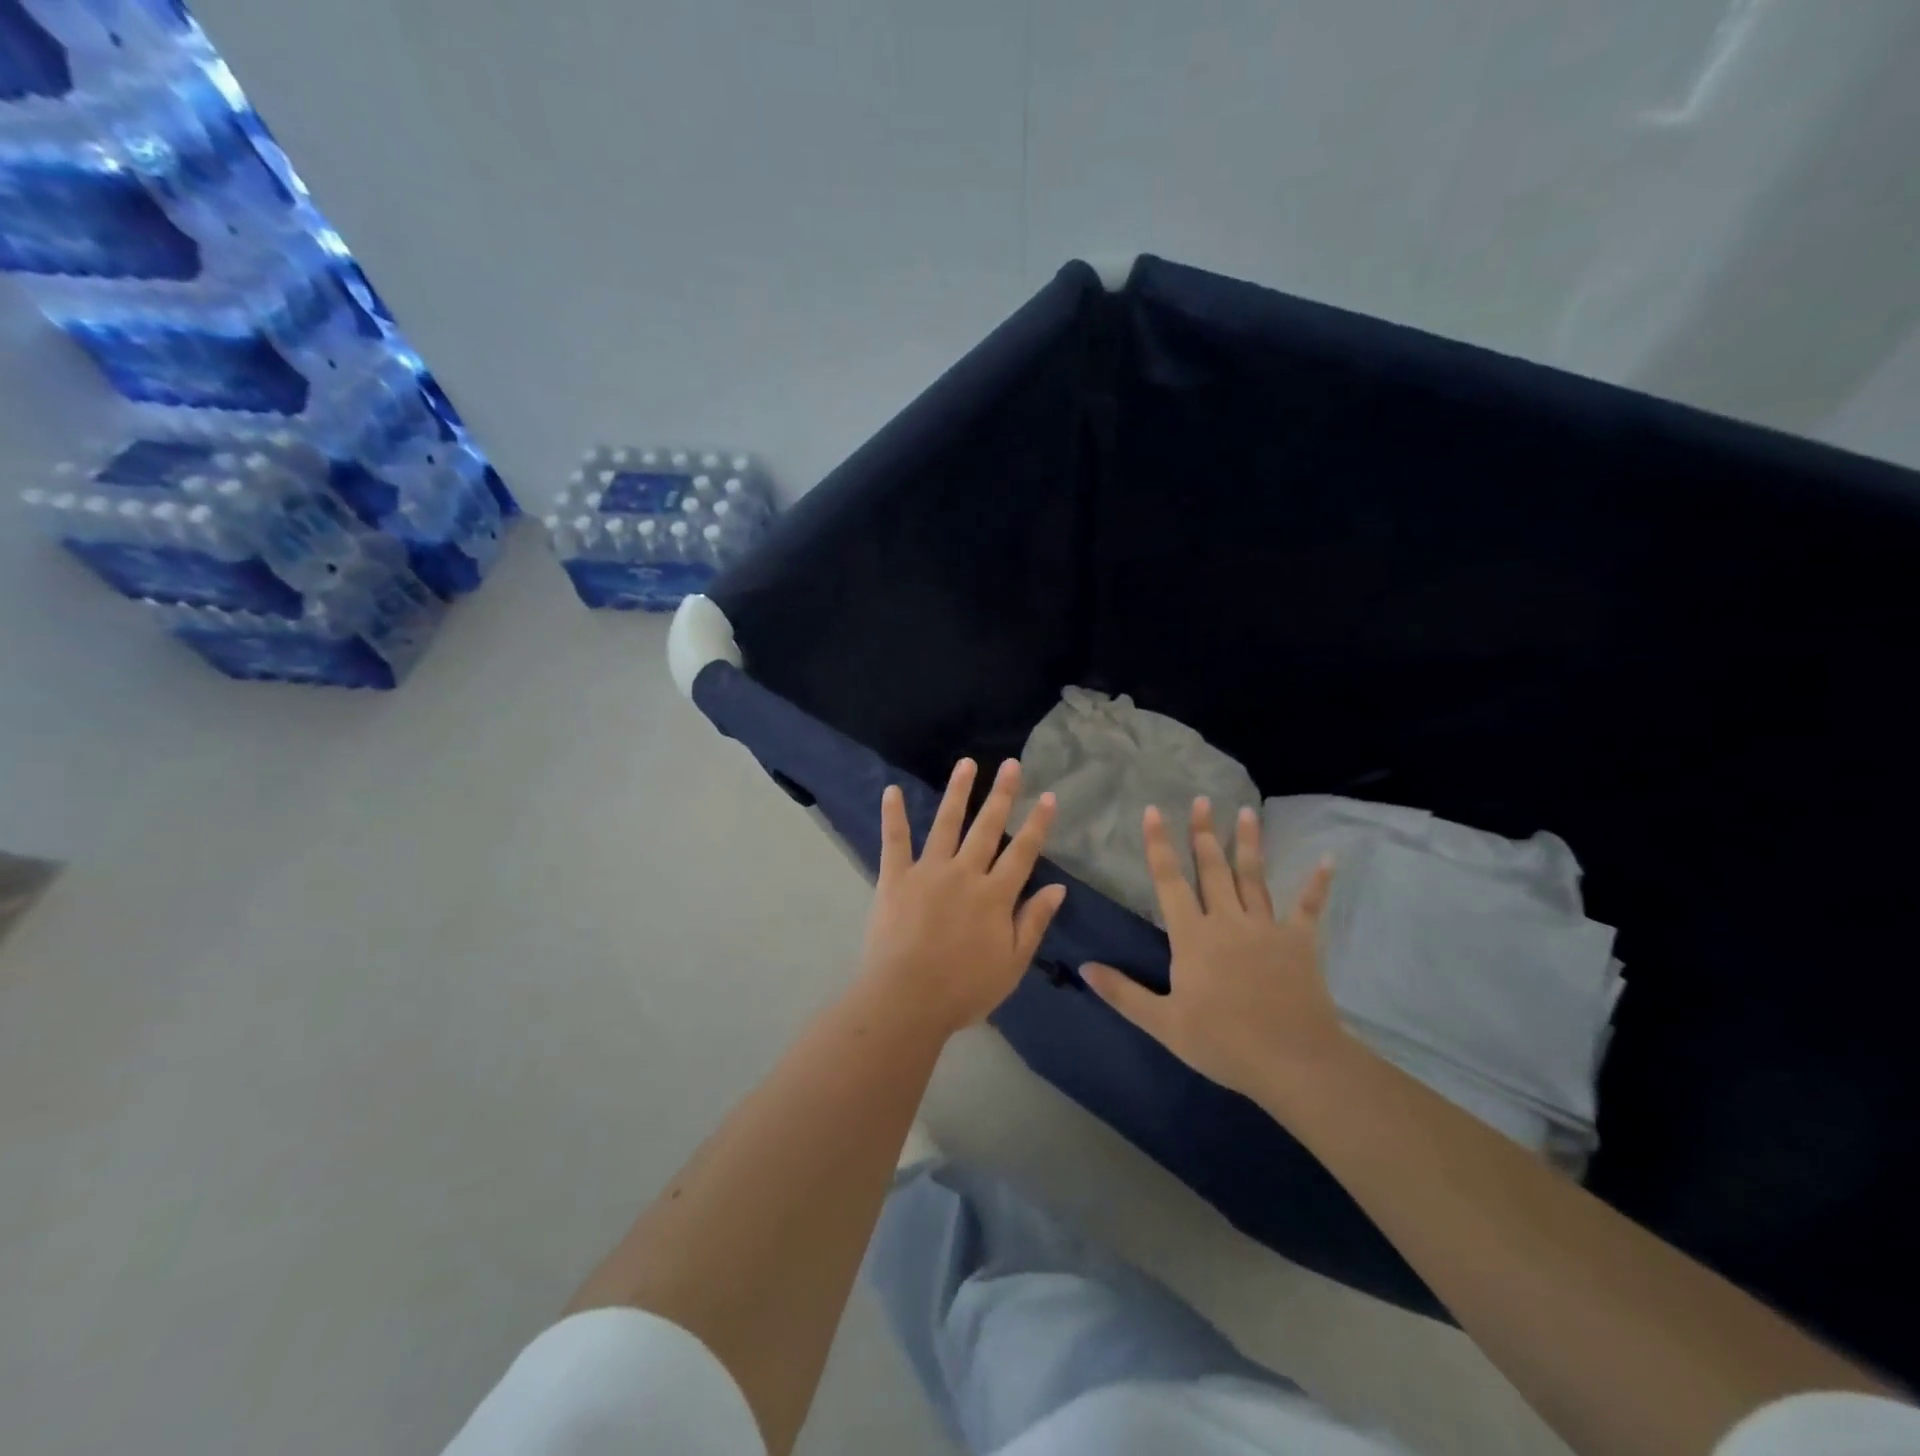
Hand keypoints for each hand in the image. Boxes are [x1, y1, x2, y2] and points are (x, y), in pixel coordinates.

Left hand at [858, 758, 1067, 1037]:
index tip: (1048, 796)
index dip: (1037, 824)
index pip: (1023, 852)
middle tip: (1011, 764)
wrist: (907, 999)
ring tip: (966, 764)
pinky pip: (894, 842)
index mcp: (995, 895)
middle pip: (987, 828)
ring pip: (946, 824)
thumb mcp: (1012, 964)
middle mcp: (965, 873)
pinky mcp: (895, 878)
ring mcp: (928, 871)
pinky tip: (891, 790)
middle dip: (1002, 794)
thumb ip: (1033, 922)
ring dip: (957, 792)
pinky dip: (893, 816)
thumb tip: (1058, 887)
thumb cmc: (964, 989)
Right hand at [1081, 799, 1346, 1102]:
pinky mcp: (1299, 942)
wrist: (1293, 1061)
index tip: (1153, 811)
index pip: (1170, 881)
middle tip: (1202, 799)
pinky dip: (1317, 883)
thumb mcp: (1163, 1023)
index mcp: (1193, 936)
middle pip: (1213, 868)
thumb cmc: (1223, 1042)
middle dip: (1204, 832)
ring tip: (1246, 811)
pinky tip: (1328, 859)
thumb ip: (1123, 993)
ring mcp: (1266, 928)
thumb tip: (1084, 967)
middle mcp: (1227, 921)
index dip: (1159, 845)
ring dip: (1248, 843)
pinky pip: (1308, 907)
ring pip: (1254, 877)